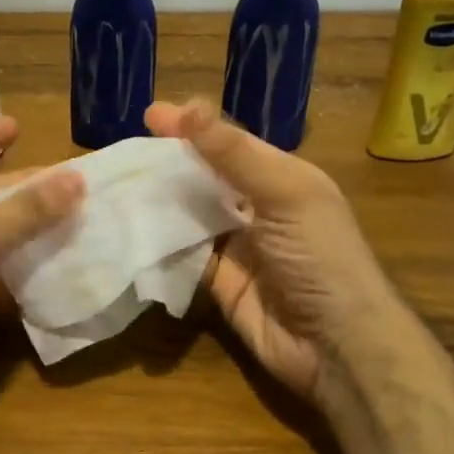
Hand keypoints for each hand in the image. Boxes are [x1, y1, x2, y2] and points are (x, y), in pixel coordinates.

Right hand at [145, 99, 397, 402]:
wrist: (337, 348)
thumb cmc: (319, 257)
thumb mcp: (285, 194)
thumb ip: (234, 154)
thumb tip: (189, 106)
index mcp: (282, 177)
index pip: (229, 142)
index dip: (192, 127)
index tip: (149, 115)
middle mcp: (258, 205)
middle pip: (205, 174)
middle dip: (168, 161)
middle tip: (125, 151)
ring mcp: (237, 244)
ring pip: (190, 211)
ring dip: (158, 198)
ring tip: (117, 181)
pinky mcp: (218, 280)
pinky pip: (183, 251)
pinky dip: (159, 239)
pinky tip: (128, 224)